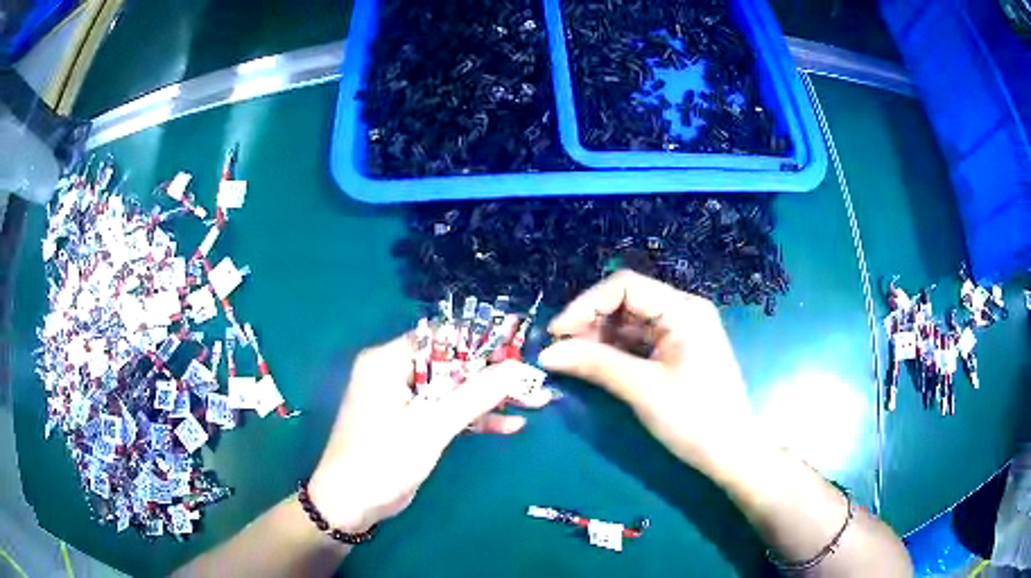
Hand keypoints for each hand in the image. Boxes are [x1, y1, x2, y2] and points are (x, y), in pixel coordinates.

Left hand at [308, 335, 550, 531]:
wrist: (350, 504)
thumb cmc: (382, 459)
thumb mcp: (431, 426)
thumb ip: (475, 396)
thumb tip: (519, 368)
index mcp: (389, 360)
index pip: (443, 338)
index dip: (483, 342)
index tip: (521, 351)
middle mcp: (395, 372)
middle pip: (453, 364)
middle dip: (494, 376)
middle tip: (534, 381)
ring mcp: (404, 399)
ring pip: (455, 389)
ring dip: (490, 399)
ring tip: (535, 401)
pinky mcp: (412, 423)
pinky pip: (447, 411)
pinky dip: (475, 418)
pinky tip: (511, 425)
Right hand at [538, 270, 754, 473]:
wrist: (731, 454)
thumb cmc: (694, 419)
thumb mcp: (643, 389)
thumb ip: (595, 364)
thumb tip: (546, 353)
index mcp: (683, 310)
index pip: (625, 286)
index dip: (586, 304)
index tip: (556, 333)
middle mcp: (682, 311)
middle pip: (625, 301)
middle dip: (589, 322)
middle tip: (559, 351)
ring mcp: (680, 331)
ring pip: (628, 322)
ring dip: (598, 337)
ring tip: (571, 360)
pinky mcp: (676, 351)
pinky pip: (637, 341)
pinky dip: (613, 351)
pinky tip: (593, 364)